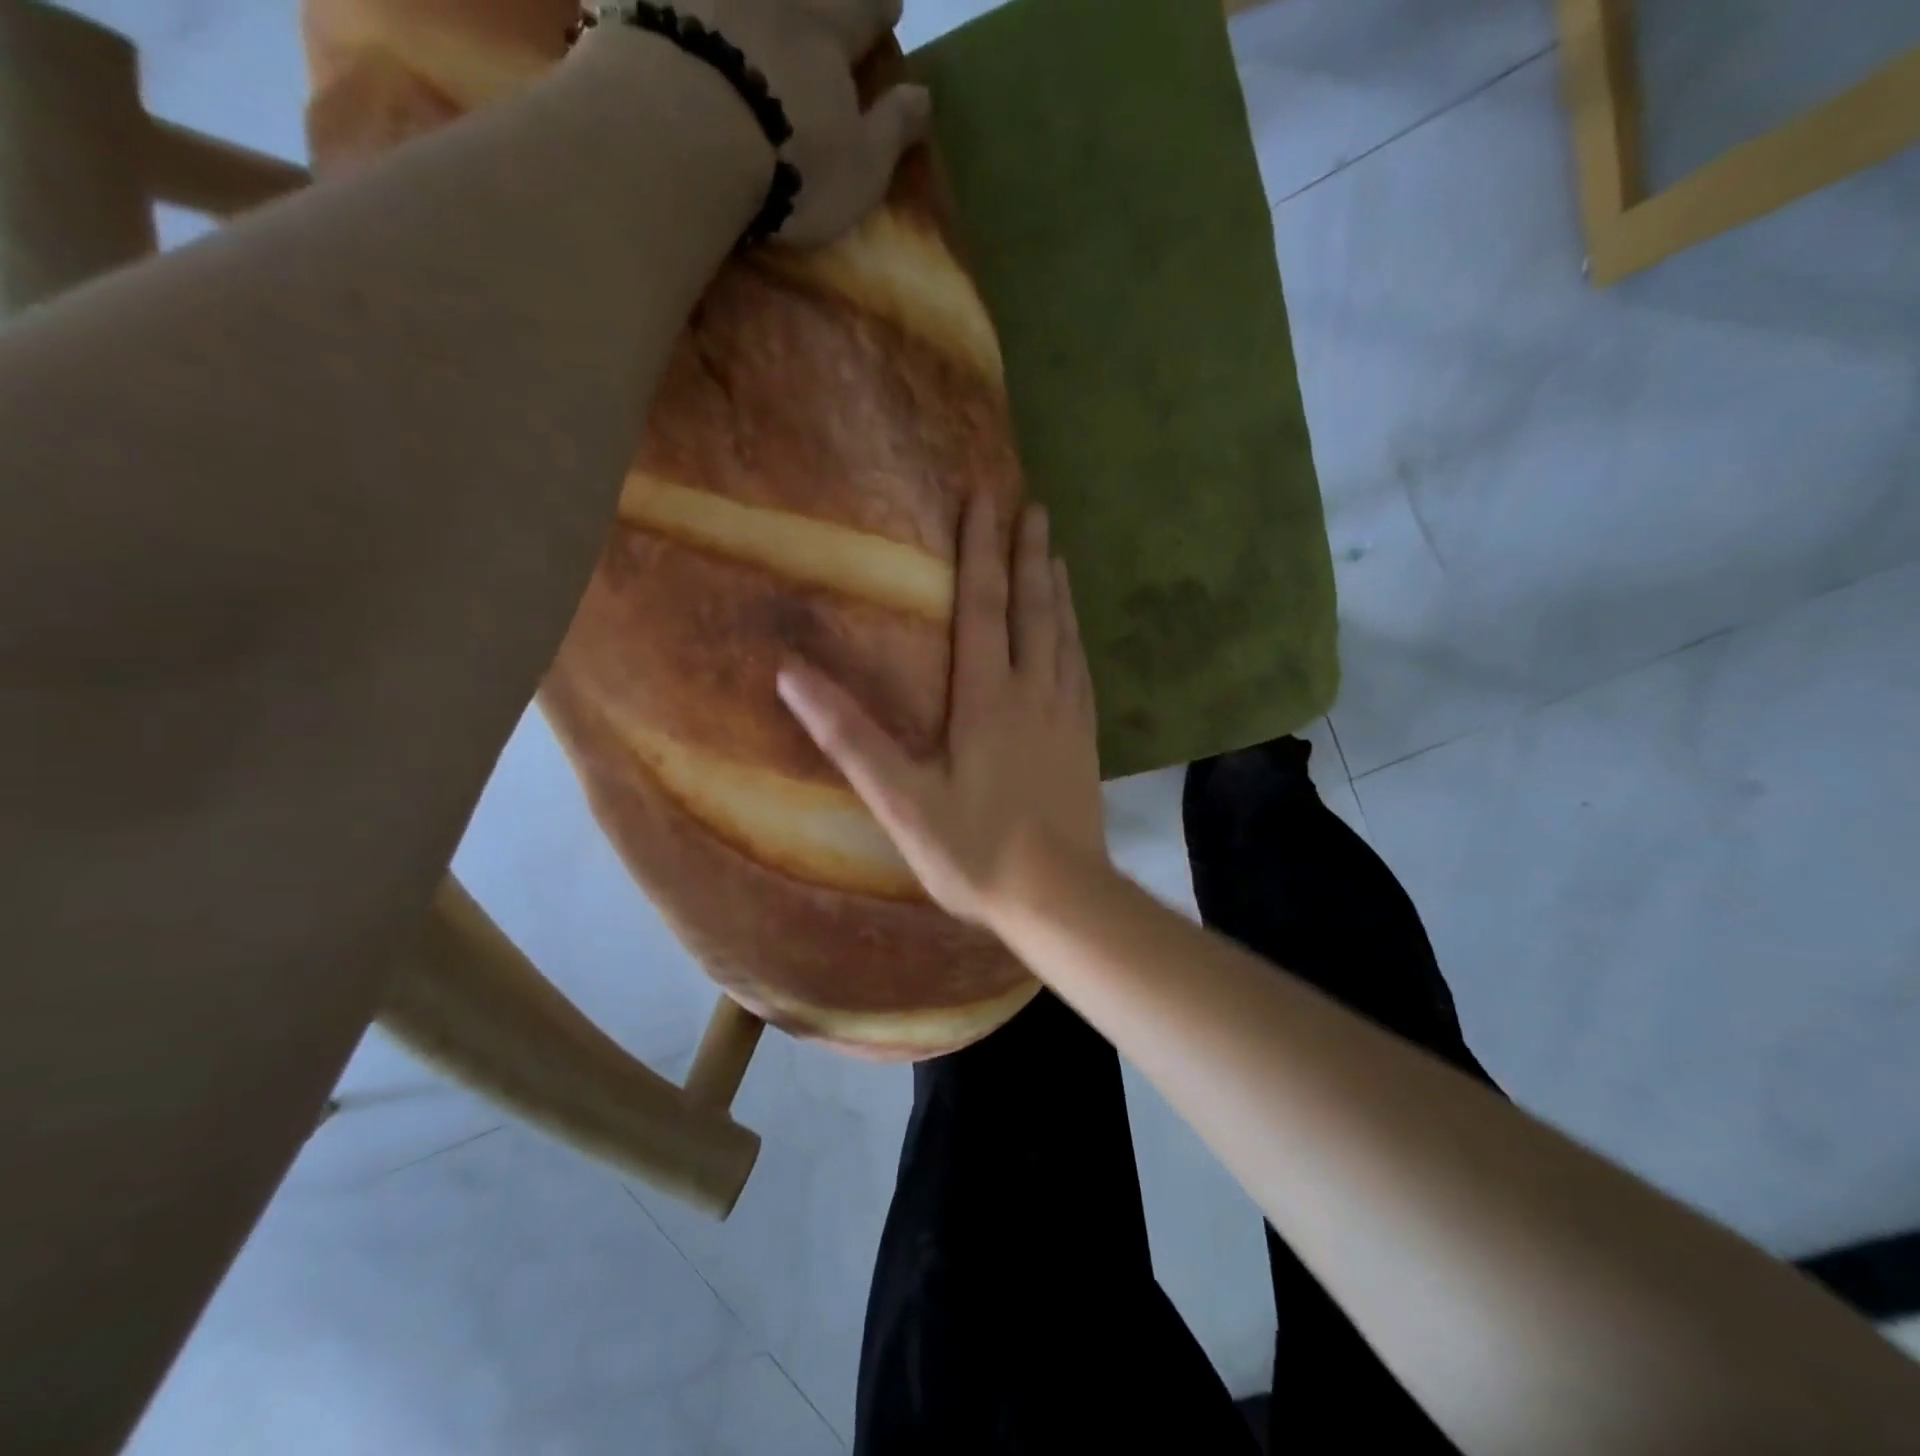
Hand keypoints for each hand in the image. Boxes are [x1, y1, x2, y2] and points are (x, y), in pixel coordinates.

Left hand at [676, 0, 932, 247]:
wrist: (687, 136)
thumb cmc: (792, 164)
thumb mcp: (860, 167)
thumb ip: (892, 130)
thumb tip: (924, 95)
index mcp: (831, 29)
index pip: (867, 8)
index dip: (880, 10)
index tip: (890, 9)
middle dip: (825, 1)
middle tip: (826, 9)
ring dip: (756, 7)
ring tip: (760, 17)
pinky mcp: (658, 2)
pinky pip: (676, 0)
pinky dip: (688, 8)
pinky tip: (690, 14)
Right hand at [778, 496, 1106, 927]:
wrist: (1059, 896)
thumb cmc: (975, 850)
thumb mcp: (901, 800)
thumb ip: (850, 737)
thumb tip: (791, 675)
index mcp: (986, 699)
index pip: (982, 606)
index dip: (980, 550)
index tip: (984, 498)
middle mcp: (1032, 692)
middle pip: (1032, 608)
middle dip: (1028, 553)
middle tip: (1032, 505)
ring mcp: (1066, 715)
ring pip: (1062, 634)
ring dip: (1056, 588)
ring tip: (1054, 552)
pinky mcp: (1085, 739)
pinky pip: (1080, 670)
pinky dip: (1074, 636)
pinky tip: (1074, 633)